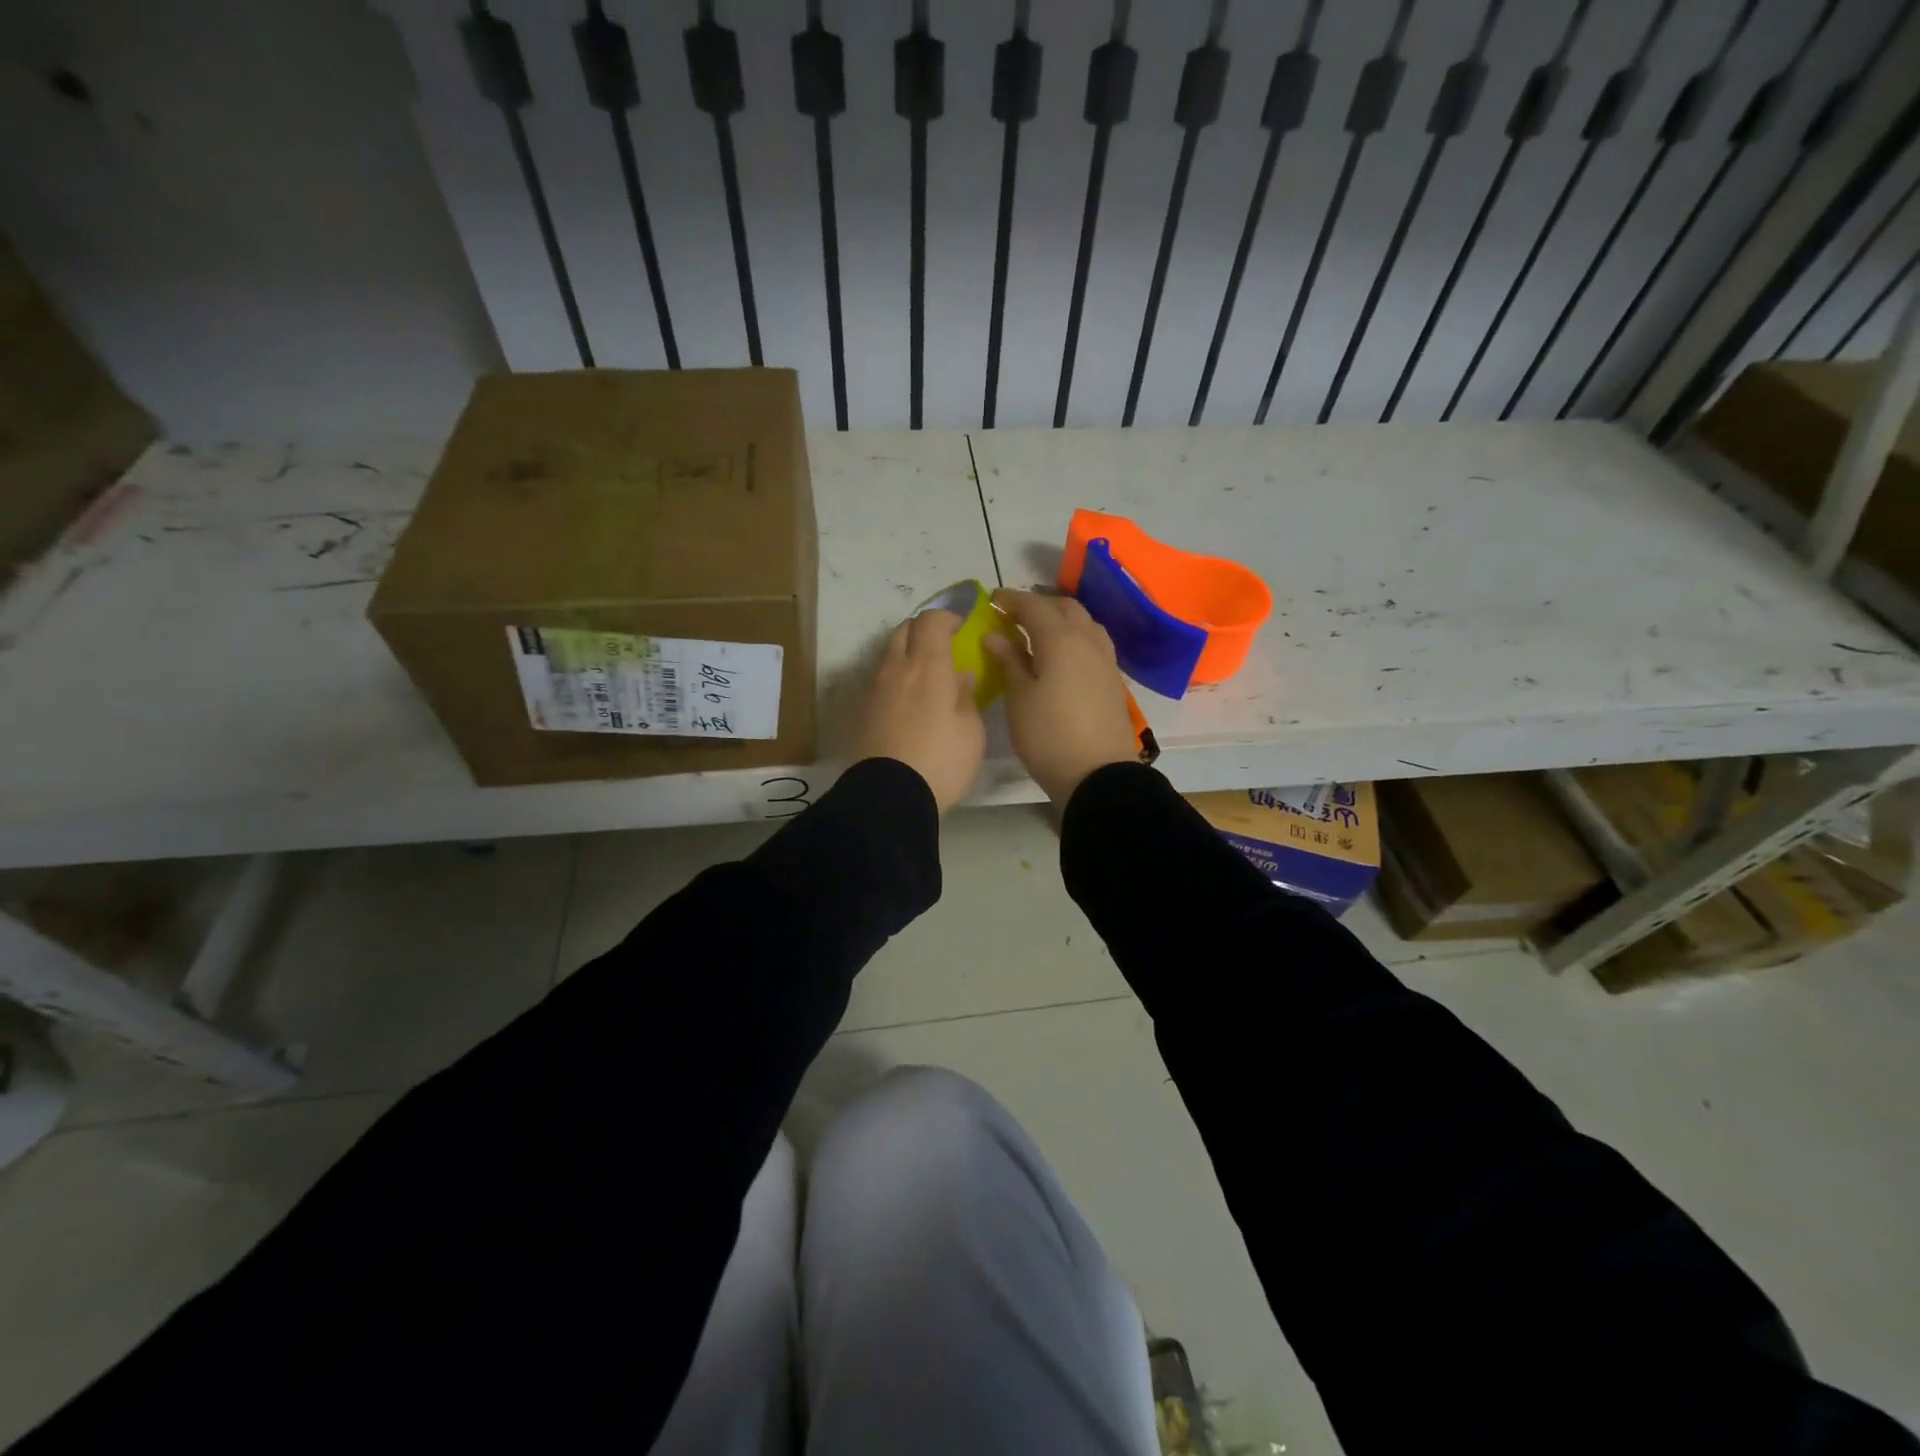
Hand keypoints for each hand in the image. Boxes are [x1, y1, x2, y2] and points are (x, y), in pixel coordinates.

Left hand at [855, 610, 985, 812]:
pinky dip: (895, 681)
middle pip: (903, 631)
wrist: (891, 796)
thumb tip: (960, 678)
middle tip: (941, 647)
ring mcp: (874, 689)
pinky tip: (908, 703)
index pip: (931, 621)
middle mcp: (896, 669)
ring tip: (925, 678)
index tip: (960, 627)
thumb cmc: (942, 761)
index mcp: (928, 666)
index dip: (946, 617)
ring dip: (906, 656)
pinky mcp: (861, 712)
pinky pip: (880, 682)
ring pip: (888, 656)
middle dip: (922, 631)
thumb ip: (966, 697)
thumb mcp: (971, 731)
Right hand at [985, 590, 1139, 804]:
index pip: (1034, 605)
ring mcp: (1105, 660)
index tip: (991, 600)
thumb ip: (1009, 661)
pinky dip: (1074, 638)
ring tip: (1038, 634)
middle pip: (1064, 608)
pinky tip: (1061, 656)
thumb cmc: (1049, 736)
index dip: (1011, 600)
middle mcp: (1088, 640)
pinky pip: (1093, 643)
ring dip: (1060, 620)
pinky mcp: (1113, 679)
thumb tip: (996, 636)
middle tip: (1014, 618)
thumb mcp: (1019, 699)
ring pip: (1084, 623)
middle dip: (1038, 606)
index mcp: (1061, 639)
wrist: (1099, 775)